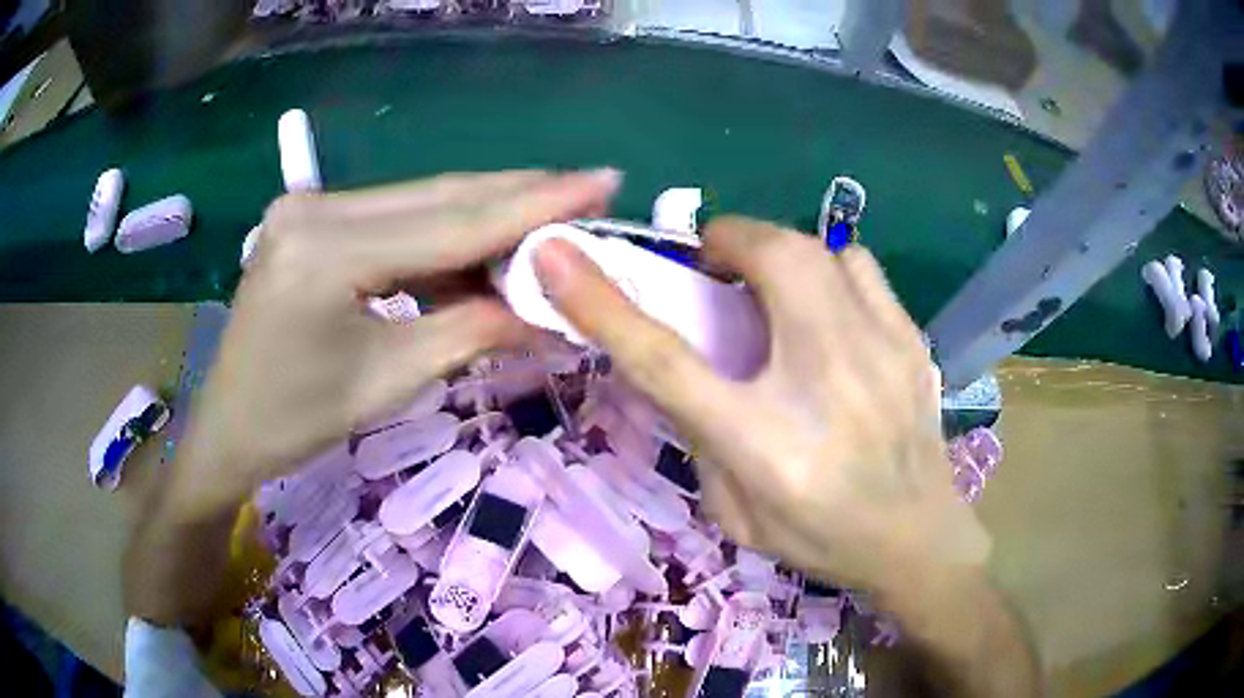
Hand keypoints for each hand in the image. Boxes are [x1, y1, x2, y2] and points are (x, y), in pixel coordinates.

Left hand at [172, 169, 620, 518]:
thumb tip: (551, 312)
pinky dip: (441, 232)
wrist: (228, 427)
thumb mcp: (389, 381)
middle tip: (587, 189)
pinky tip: (481, 246)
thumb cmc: (296, 420)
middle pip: (437, 195)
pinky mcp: (310, 218)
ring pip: (418, 201)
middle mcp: (315, 207)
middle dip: (517, 196)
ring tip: (547, 225)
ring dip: (483, 216)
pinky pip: (393, 217)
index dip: (533, 206)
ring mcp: (309, 206)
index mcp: (325, 250)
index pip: (451, 222)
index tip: (599, 181)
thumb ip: (472, 331)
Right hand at [533, 217, 989, 596]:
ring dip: (779, 252)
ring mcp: (880, 352)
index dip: (602, 302)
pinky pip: (861, 266)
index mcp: (762, 442)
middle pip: (770, 261)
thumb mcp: (733, 511)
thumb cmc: (820, 537)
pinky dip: (828, 266)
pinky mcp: (911, 341)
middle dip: (728, 241)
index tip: (556, 256)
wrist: (916, 539)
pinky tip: (826, 304)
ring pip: (821, 249)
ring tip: (770, 285)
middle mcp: (824, 382)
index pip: (665, 359)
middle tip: (713, 268)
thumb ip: (699, 434)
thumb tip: (684, 368)